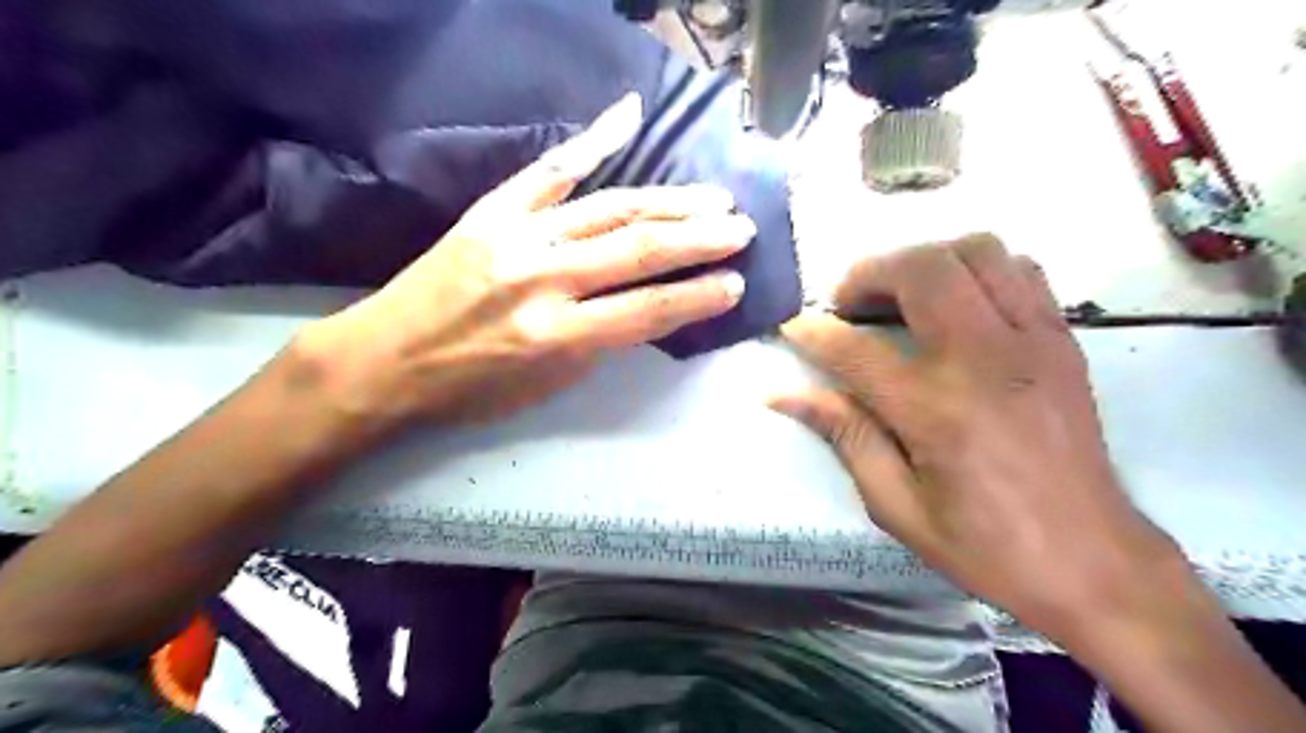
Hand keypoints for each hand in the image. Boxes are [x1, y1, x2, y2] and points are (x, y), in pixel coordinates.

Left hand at [297, 95, 748, 430]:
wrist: (385, 359)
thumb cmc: (471, 389)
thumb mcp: (547, 386)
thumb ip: (599, 344)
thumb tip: (644, 308)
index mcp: (557, 336)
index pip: (650, 310)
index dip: (700, 296)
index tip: (737, 284)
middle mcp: (544, 279)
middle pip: (640, 249)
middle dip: (701, 238)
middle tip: (741, 229)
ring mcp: (517, 236)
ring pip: (610, 207)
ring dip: (670, 200)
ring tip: (714, 198)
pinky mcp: (493, 210)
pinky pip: (551, 170)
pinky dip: (593, 140)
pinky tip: (630, 116)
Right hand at [773, 234, 1186, 635]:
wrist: (1093, 561)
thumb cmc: (985, 545)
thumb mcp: (896, 505)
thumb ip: (844, 435)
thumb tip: (784, 395)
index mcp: (936, 410)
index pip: (855, 349)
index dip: (813, 332)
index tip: (793, 327)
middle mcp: (985, 359)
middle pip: (920, 270)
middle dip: (868, 273)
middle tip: (847, 305)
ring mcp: (1032, 341)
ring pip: (975, 251)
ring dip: (925, 262)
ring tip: (901, 297)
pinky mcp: (1062, 340)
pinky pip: (1019, 270)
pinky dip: (976, 270)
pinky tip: (956, 305)